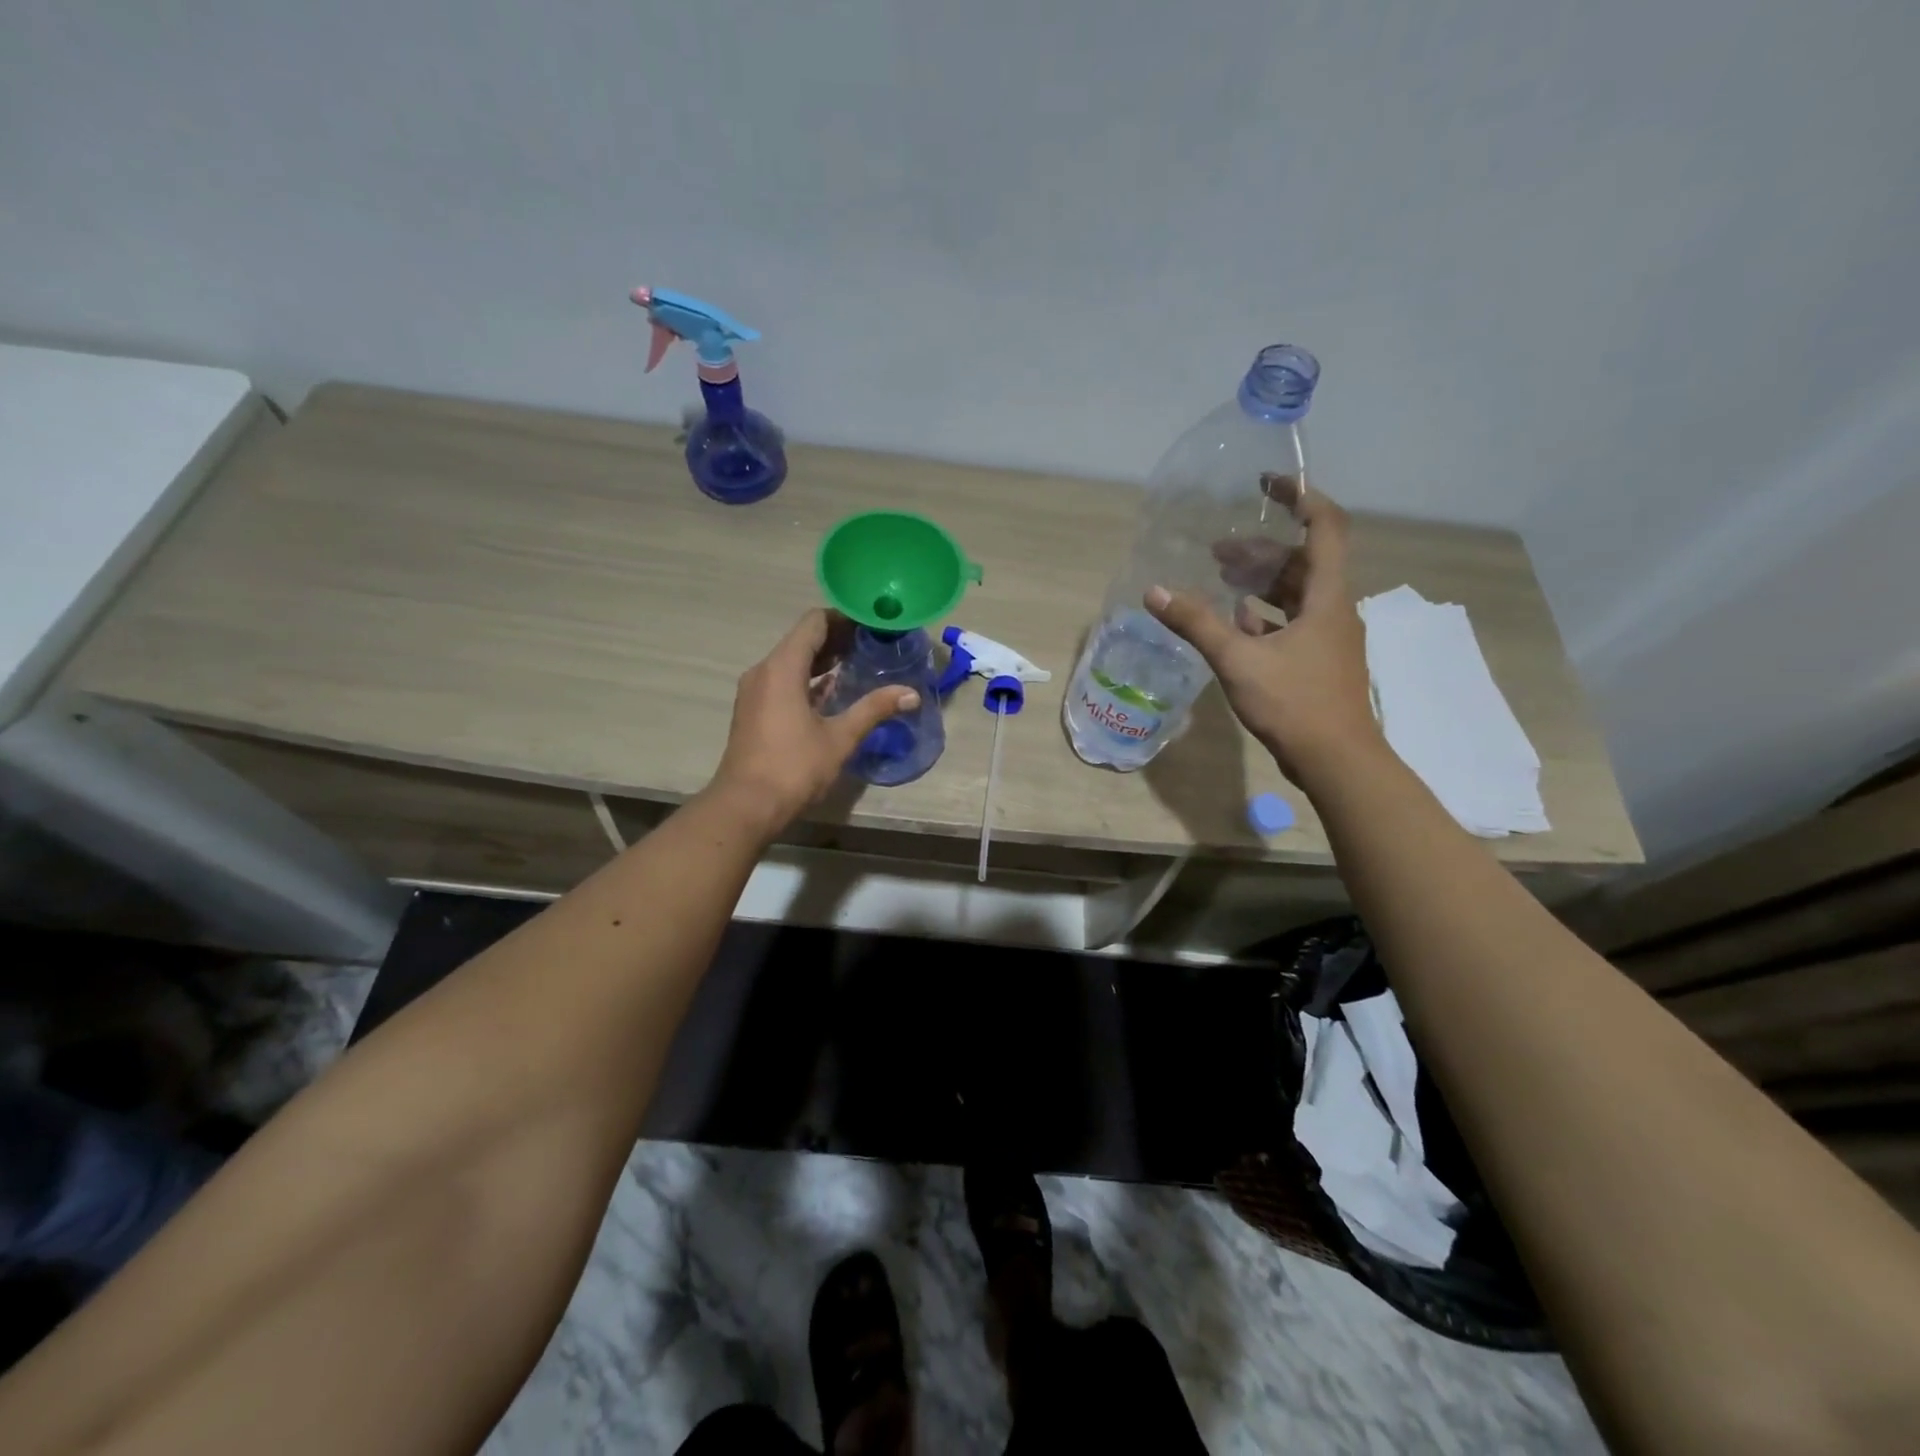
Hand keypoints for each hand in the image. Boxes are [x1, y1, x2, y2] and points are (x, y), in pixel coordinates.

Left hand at [707, 609, 918, 836]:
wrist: (745, 806)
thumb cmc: (793, 767)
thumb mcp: (840, 738)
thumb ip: (874, 709)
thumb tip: (911, 694)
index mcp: (782, 668)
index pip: (814, 623)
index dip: (845, 618)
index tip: (873, 624)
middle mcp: (764, 671)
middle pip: (802, 639)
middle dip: (838, 639)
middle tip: (873, 644)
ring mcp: (756, 691)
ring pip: (792, 661)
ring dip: (823, 660)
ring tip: (859, 664)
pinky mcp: (754, 710)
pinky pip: (784, 681)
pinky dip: (808, 679)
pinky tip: (833, 692)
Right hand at [1144, 486, 1379, 781]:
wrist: (1336, 759)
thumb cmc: (1294, 702)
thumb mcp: (1238, 660)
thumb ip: (1197, 623)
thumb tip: (1155, 591)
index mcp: (1327, 596)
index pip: (1325, 527)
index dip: (1301, 497)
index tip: (1268, 483)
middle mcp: (1333, 609)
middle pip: (1302, 562)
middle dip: (1261, 549)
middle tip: (1217, 548)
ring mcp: (1328, 638)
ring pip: (1296, 594)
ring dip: (1261, 582)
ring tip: (1221, 577)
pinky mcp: (1318, 662)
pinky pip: (1292, 624)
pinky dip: (1265, 615)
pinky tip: (1235, 621)